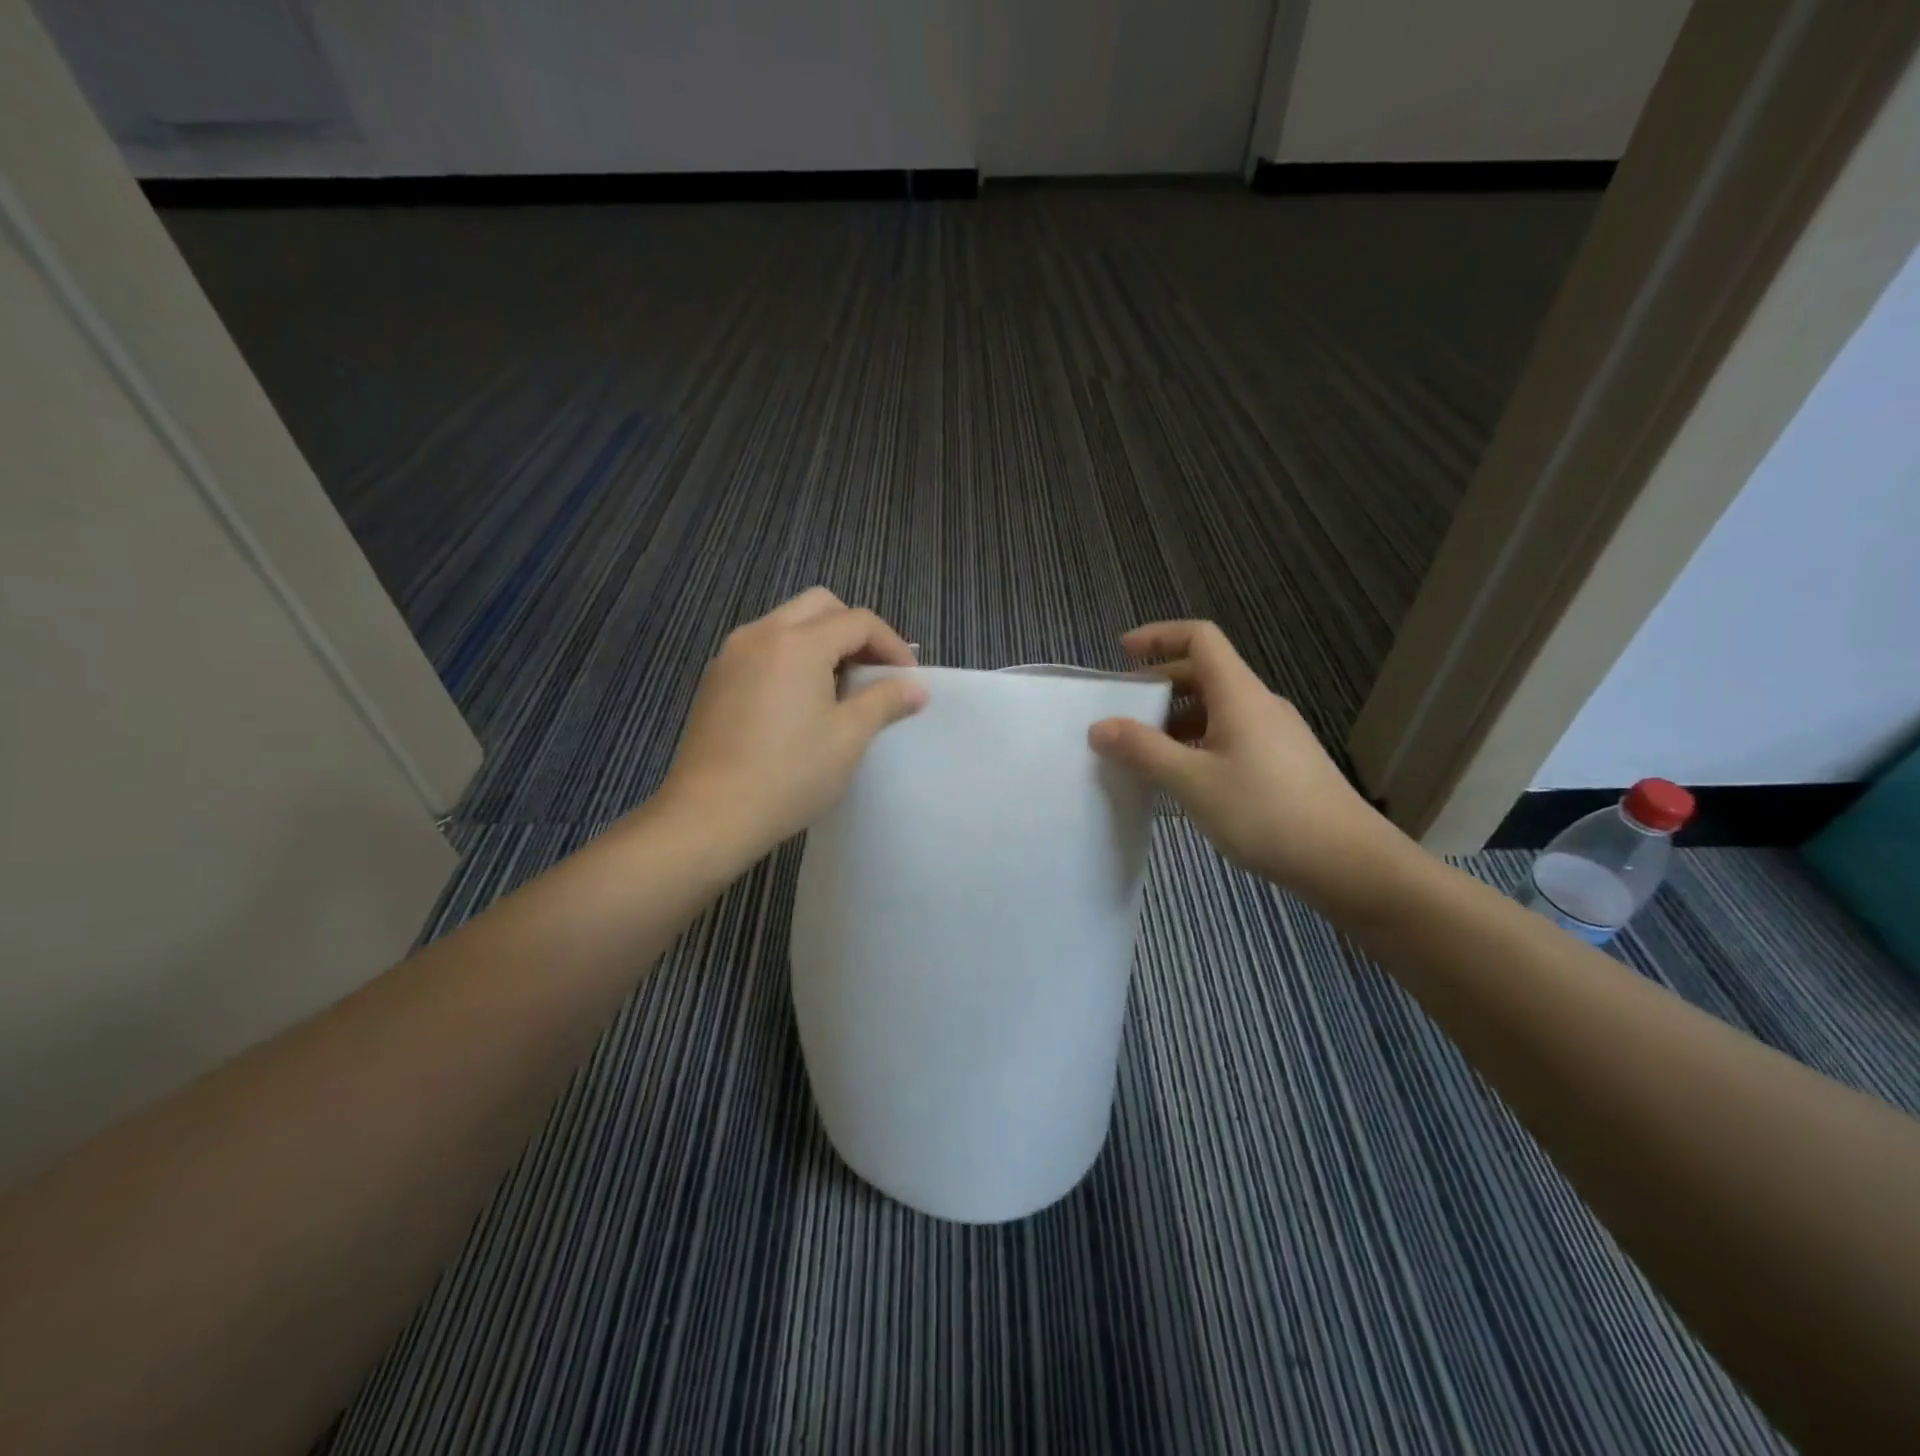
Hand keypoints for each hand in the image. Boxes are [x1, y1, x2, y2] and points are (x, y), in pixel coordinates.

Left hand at [657, 589, 926, 864]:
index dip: (891, 644)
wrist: (710, 815)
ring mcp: (732, 655)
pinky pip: (763, 648)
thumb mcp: (849, 737)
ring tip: (841, 687)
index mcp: (798, 642)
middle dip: (855, 631)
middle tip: (874, 671)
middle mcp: (761, 634)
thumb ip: (885, 701)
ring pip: (787, 623)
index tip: (907, 679)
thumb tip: (916, 688)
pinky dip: (792, 657)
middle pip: (820, 606)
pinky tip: (801, 701)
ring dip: (822, 641)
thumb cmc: (790, 774)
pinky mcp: (716, 679)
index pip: (858, 621)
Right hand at [1087, 621, 1410, 911]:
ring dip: (1176, 719)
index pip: (1200, 638)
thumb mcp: (1193, 782)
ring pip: (1217, 709)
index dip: (1159, 636)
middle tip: (1123, 710)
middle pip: (1205, 673)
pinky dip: (1197, 743)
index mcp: (1239, 694)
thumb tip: (1100, 727)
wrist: (1347, 861)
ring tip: (1144, 751)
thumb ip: (1143, 751)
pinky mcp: (1282, 763)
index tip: (1122, 653)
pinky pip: (1230, 736)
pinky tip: (1183, 780)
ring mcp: (1274, 734)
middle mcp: (1258, 704)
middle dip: (1159, 684)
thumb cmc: (1265, 812)